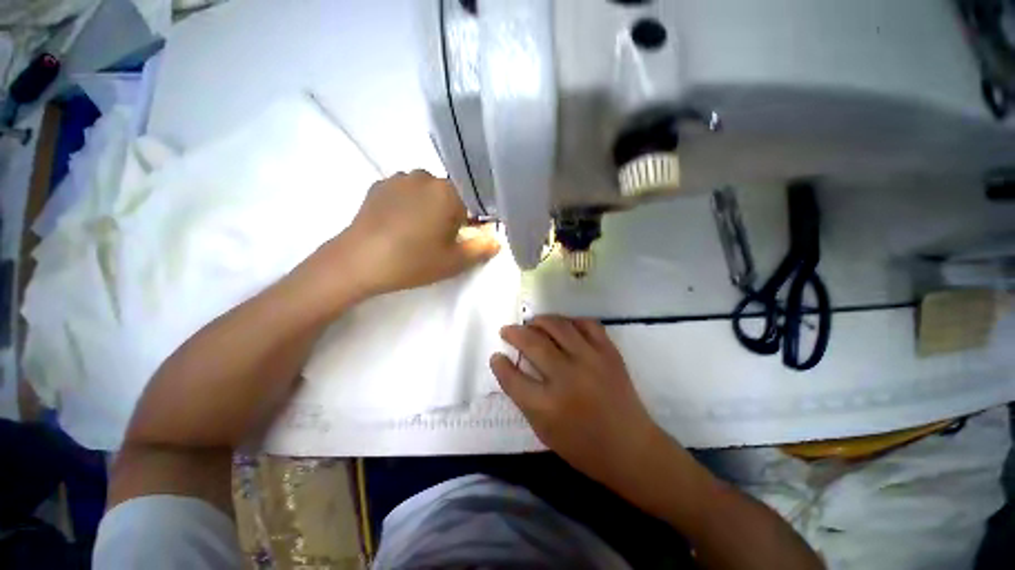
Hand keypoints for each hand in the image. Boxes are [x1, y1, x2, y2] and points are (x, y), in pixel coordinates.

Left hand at [330, 170, 500, 294]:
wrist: (358, 262)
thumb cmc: (413, 261)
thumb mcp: (454, 262)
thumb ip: (481, 249)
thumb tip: (496, 239)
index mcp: (447, 192)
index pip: (472, 199)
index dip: (470, 219)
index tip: (461, 235)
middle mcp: (425, 176)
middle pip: (448, 193)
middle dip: (449, 212)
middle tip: (438, 237)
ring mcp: (399, 178)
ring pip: (426, 191)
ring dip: (427, 206)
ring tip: (415, 231)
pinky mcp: (378, 185)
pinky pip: (404, 191)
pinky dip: (407, 203)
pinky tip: (398, 224)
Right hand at [490, 315, 667, 490]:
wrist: (631, 448)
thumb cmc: (583, 447)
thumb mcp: (544, 431)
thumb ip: (525, 398)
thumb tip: (511, 368)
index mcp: (548, 406)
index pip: (513, 378)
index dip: (500, 364)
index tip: (496, 355)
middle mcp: (567, 378)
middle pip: (533, 343)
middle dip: (514, 333)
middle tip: (507, 330)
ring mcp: (591, 361)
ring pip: (558, 326)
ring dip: (539, 320)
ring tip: (532, 323)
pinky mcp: (609, 353)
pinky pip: (587, 324)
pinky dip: (571, 321)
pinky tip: (564, 326)